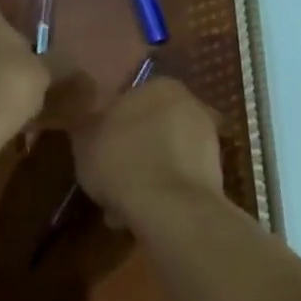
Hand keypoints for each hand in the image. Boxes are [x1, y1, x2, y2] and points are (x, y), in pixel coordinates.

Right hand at [70, 79, 223, 228]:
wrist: (171, 207)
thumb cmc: (122, 161)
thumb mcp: (84, 138)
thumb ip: (86, 122)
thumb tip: (87, 119)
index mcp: (161, 86)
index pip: (128, 99)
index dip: (107, 127)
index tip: (95, 151)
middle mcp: (191, 105)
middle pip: (149, 129)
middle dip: (129, 154)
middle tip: (106, 180)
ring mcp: (208, 141)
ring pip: (163, 157)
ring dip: (144, 177)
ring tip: (119, 207)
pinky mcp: (215, 175)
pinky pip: (176, 181)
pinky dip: (161, 194)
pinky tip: (141, 215)